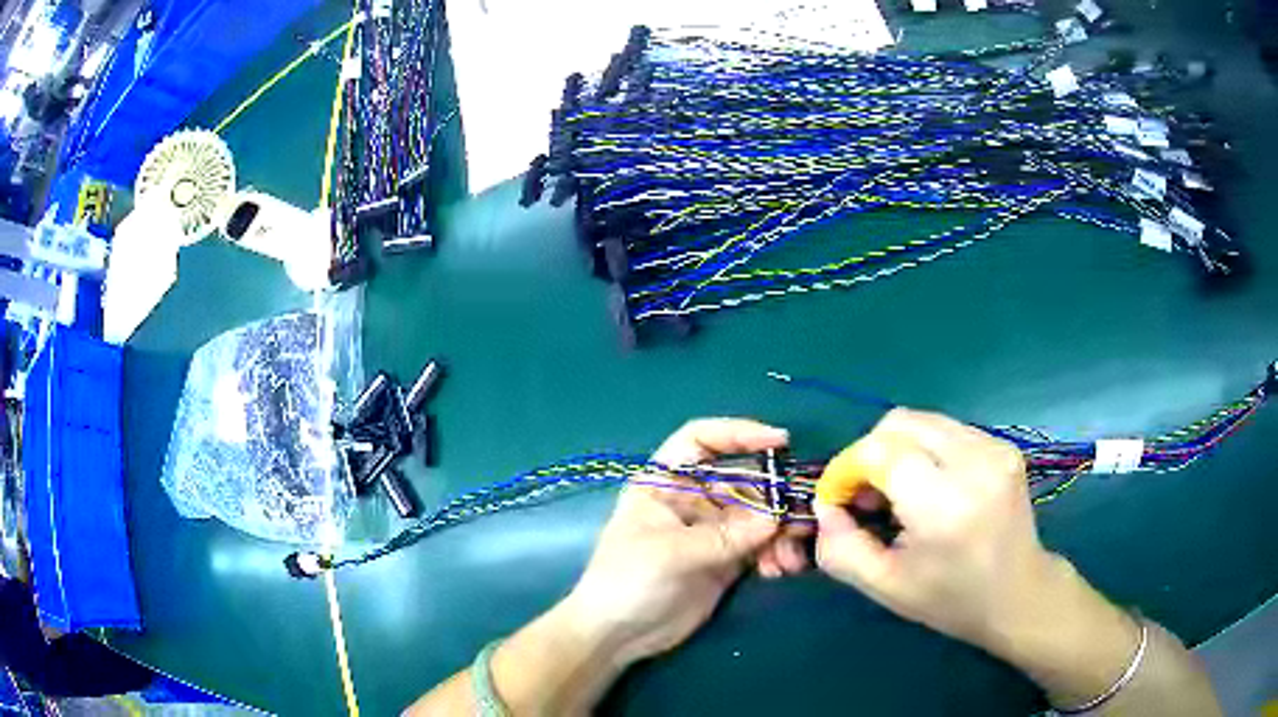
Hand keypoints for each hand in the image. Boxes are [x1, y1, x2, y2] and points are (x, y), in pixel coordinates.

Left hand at [562, 418, 790, 663]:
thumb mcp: (670, 553)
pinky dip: (775, 552)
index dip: (738, 433)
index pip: (700, 440)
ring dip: (780, 532)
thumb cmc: (627, 580)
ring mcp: (710, 531)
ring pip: (758, 516)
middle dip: (774, 497)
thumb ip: (724, 536)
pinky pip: (760, 545)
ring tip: (788, 558)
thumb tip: (776, 519)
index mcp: (664, 483)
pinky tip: (779, 569)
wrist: (617, 635)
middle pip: (742, 480)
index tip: (779, 441)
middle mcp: (691, 500)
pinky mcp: (725, 560)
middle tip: (801, 518)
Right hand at [812, 408, 1059, 649]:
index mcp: (945, 504)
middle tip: (866, 495)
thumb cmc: (952, 599)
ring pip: (922, 420)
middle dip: (869, 453)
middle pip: (900, 423)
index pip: (881, 451)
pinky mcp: (1003, 444)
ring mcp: (994, 447)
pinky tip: (929, 485)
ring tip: (898, 491)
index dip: (847, 468)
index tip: (839, 499)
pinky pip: (946, 429)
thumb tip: (824, 507)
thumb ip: (841, 549)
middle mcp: (974, 462)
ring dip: (896, 449)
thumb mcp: (886, 587)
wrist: (1019, 594)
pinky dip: (924, 449)